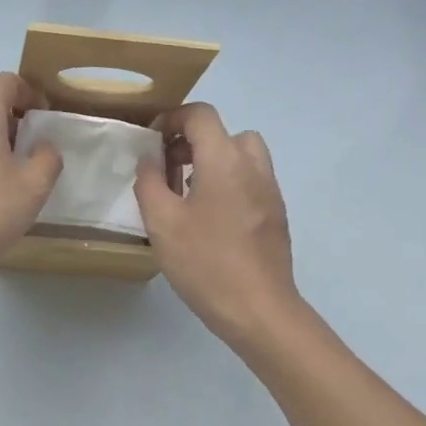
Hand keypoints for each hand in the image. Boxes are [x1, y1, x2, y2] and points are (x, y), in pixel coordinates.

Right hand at [134, 103, 302, 346]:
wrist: (259, 310)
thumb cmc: (205, 263)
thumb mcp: (161, 222)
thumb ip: (150, 182)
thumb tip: (149, 158)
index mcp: (225, 160)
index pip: (201, 115)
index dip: (173, 119)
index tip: (152, 143)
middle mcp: (253, 166)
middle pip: (225, 133)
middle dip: (193, 142)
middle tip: (168, 169)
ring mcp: (270, 191)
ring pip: (242, 156)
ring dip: (213, 161)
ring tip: (188, 193)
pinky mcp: (276, 214)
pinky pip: (250, 180)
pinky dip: (229, 182)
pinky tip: (210, 219)